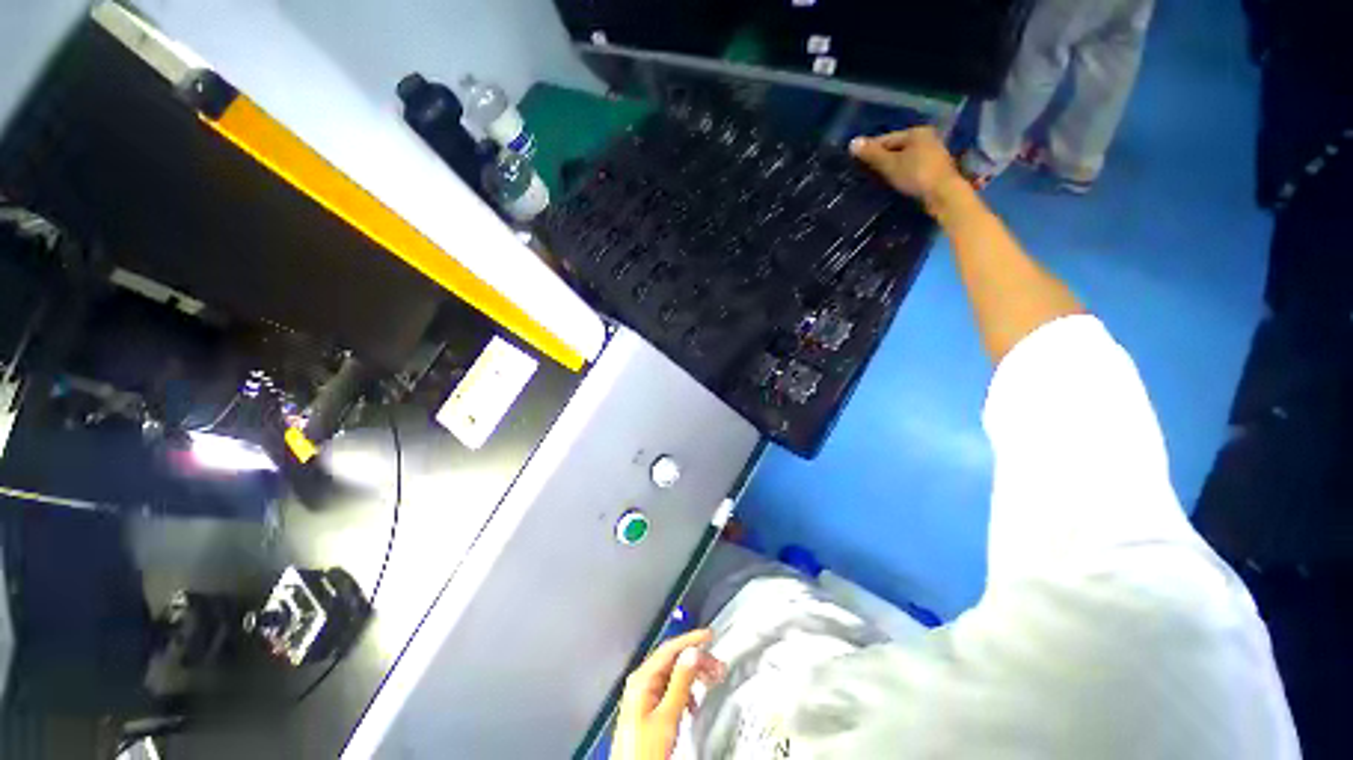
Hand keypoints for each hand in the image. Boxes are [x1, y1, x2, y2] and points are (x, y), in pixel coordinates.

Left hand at [612, 629, 726, 759]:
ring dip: (693, 676)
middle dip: (696, 660)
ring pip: (673, 675)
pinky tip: (694, 702)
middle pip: (672, 661)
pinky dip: (686, 691)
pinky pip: (671, 690)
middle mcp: (641, 683)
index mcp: (642, 679)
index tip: (709, 636)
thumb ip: (680, 683)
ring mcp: (644, 697)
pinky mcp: (649, 710)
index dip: (690, 639)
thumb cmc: (645, 751)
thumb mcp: (667, 716)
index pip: (669, 649)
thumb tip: (692, 654)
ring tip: (711, 681)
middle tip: (717, 665)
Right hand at [850, 127, 963, 211]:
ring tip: (877, 180)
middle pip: (896, 147)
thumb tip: (852, 142)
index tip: (856, 162)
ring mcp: (932, 153)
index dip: (870, 150)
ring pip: (904, 158)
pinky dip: (901, 173)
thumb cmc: (916, 175)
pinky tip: (894, 182)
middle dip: (881, 159)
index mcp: (915, 132)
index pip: (886, 139)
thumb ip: (872, 154)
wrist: (944, 194)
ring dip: (891, 167)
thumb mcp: (890, 164)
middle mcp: (926, 138)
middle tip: (865, 173)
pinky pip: (911, 167)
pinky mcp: (935, 168)